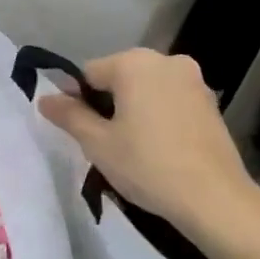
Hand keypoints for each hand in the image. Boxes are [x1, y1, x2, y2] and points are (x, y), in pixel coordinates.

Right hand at [36, 49, 259, 244]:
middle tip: (105, 144)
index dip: (78, 101)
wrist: (214, 198)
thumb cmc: (147, 165)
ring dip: (133, 110)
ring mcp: (194, 80)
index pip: (89, 73)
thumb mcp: (97, 143)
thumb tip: (45, 98)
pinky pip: (170, 101)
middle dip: (107, 104)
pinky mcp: (210, 102)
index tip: (81, 133)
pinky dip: (158, 117)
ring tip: (132, 149)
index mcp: (134, 63)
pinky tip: (159, 149)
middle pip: (120, 77)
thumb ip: (69, 115)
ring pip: (146, 89)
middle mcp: (166, 60)